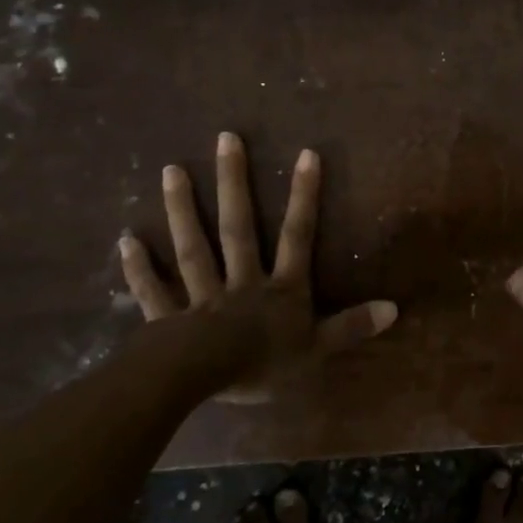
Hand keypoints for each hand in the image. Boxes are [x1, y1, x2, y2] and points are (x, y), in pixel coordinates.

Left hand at [118, 132, 397, 399]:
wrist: (201, 384)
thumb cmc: (263, 365)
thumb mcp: (317, 350)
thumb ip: (352, 327)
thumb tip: (395, 308)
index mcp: (279, 289)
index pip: (298, 235)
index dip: (305, 196)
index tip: (306, 153)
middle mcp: (241, 281)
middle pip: (238, 227)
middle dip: (234, 183)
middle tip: (225, 139)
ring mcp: (200, 297)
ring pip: (193, 247)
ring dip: (182, 210)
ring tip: (171, 170)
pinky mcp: (167, 320)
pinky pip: (153, 291)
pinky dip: (139, 268)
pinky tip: (126, 240)